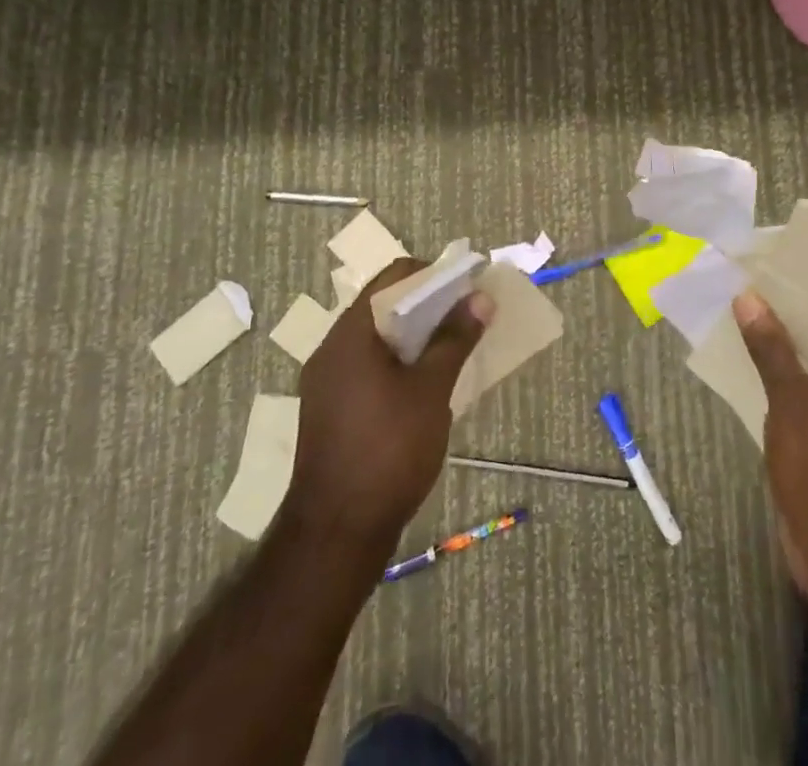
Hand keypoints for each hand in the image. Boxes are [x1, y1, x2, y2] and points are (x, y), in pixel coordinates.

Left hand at [286, 258, 492, 550]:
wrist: (336, 535)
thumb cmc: (388, 450)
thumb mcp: (431, 389)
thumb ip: (454, 338)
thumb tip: (480, 297)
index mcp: (350, 334)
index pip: (392, 277)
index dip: (432, 273)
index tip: (466, 286)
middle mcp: (331, 349)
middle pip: (383, 306)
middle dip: (428, 306)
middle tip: (466, 316)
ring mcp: (327, 382)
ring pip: (377, 339)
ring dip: (415, 336)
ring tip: (453, 347)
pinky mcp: (331, 410)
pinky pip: (368, 367)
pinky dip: (398, 363)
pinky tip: (426, 384)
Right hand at [734, 294, 807, 609]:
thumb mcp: (794, 400)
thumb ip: (771, 346)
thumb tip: (748, 297)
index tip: (788, 255)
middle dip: (795, 303)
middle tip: (755, 272)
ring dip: (783, 335)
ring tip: (743, 301)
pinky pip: (807, 382)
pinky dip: (781, 366)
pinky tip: (745, 349)